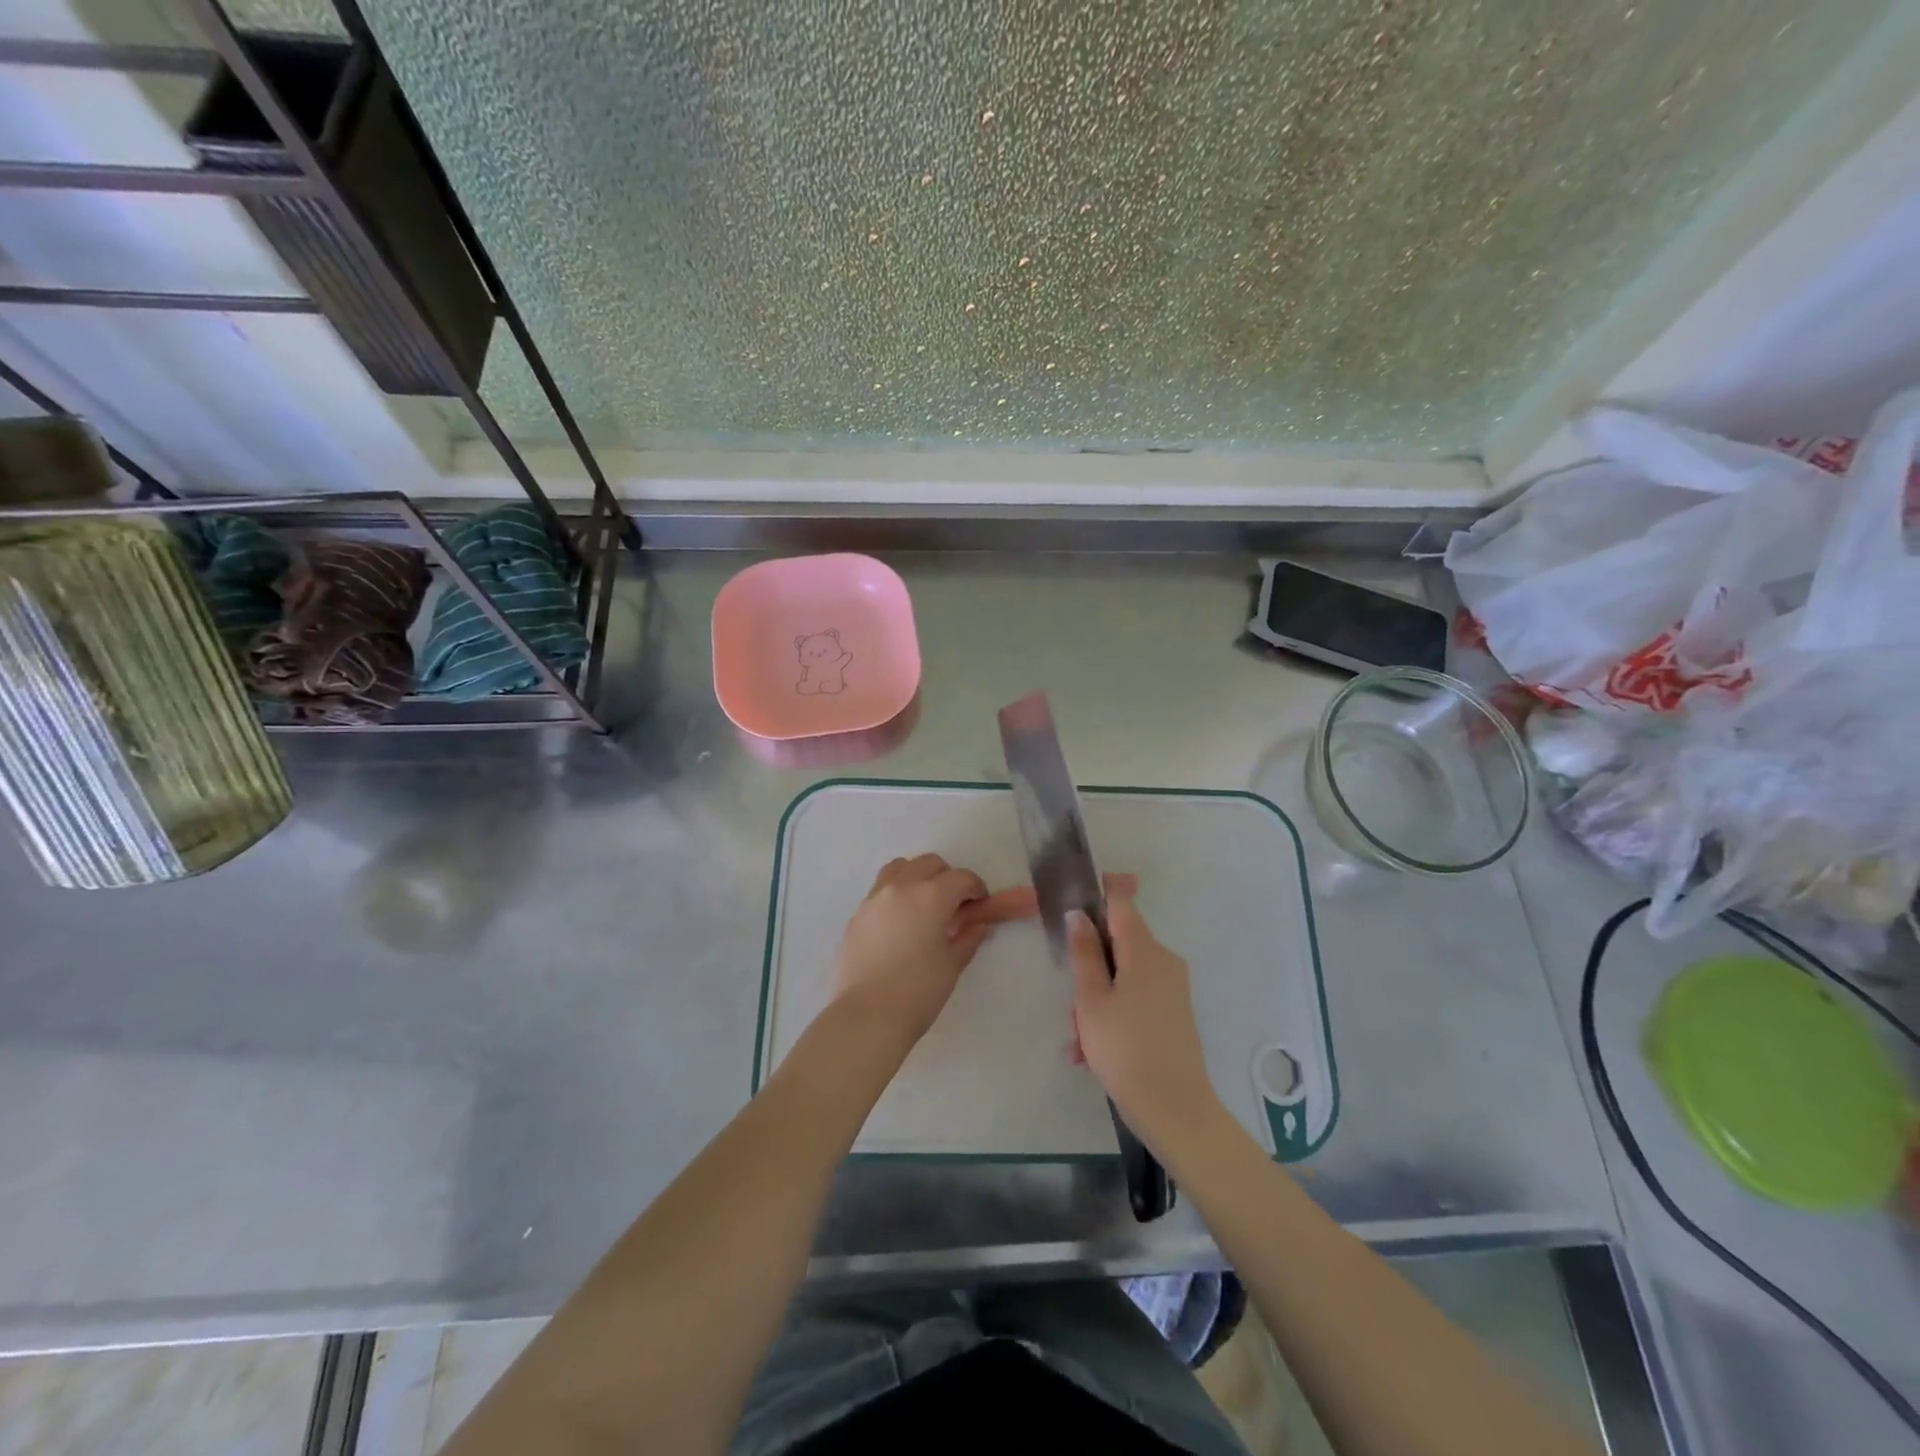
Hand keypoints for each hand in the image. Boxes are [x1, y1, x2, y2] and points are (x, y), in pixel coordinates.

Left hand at [830, 853, 989, 1052]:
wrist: (867, 1016)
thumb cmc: (918, 991)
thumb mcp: (952, 965)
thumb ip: (968, 938)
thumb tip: (979, 925)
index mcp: (930, 896)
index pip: (961, 878)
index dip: (976, 889)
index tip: (980, 905)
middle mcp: (901, 887)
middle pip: (929, 863)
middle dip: (947, 878)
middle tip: (954, 906)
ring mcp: (874, 898)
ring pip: (900, 868)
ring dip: (917, 877)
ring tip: (924, 905)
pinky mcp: (857, 914)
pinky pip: (880, 890)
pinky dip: (896, 894)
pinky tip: (900, 923)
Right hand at [1068, 896, 1222, 1147]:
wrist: (1174, 1109)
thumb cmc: (1125, 1047)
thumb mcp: (1091, 999)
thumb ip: (1084, 952)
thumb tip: (1079, 913)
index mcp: (1145, 950)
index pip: (1121, 903)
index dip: (1098, 894)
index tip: (1071, 901)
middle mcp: (1164, 961)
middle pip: (1119, 944)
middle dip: (1089, 967)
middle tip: (1069, 1002)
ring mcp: (1172, 989)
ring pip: (1123, 977)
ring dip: (1096, 999)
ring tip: (1077, 1040)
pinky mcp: (1173, 1014)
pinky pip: (1135, 1000)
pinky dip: (1112, 1016)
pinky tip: (1090, 1053)